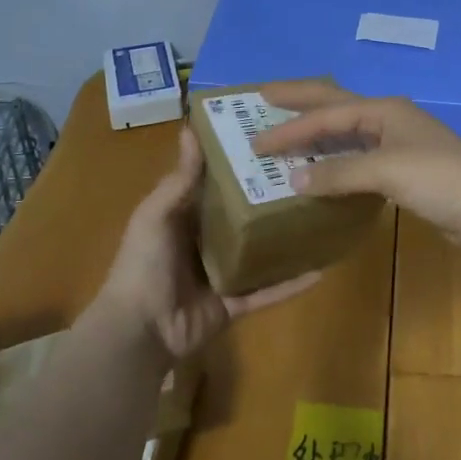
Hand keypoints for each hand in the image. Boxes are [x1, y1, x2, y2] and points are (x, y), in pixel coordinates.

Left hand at [97, 127, 319, 358]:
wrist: (139, 331)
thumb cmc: (144, 264)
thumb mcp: (156, 215)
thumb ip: (179, 180)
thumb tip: (190, 128)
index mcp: (186, 218)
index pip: (217, 185)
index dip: (239, 164)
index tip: (270, 140)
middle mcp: (207, 243)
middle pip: (244, 216)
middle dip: (269, 199)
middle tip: (308, 174)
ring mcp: (224, 275)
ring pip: (262, 252)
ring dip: (286, 239)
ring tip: (321, 216)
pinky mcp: (236, 304)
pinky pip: (269, 291)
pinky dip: (292, 283)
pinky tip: (321, 269)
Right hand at [254, 81, 460, 245]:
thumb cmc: (438, 178)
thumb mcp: (386, 170)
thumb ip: (338, 173)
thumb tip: (293, 180)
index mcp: (383, 110)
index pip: (326, 114)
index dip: (291, 127)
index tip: (256, 141)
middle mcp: (388, 119)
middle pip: (335, 105)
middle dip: (301, 102)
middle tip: (264, 98)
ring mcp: (398, 144)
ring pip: (347, 133)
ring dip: (316, 134)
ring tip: (286, 135)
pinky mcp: (404, 171)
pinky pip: (358, 159)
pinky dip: (335, 162)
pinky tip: (322, 172)